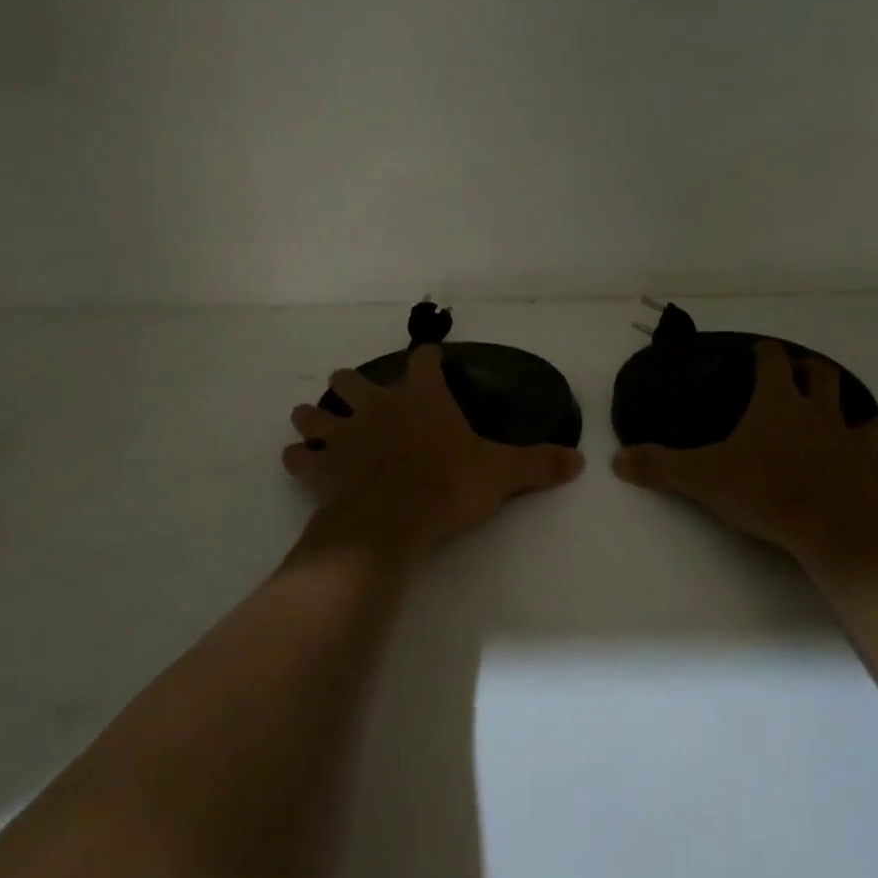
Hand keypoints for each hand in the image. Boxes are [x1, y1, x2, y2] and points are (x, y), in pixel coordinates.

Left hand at [284, 344, 584, 560]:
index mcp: (422, 400)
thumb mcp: (501, 474)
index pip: (424, 360)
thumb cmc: (447, 487)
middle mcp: (378, 407)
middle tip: (361, 398)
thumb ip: (538, 464)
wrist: (392, 520)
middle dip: (352, 384)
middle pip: (351, 379)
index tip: (430, 359)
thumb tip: (580, 460)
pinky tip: (302, 464)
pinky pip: (297, 456)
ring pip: (315, 412)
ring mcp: (343, 434)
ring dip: (315, 416)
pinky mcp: (320, 466)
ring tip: (317, 423)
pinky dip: (299, 458)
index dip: (427, 357)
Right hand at [613, 340, 877, 564]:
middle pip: (823, 376)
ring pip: (876, 417)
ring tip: (860, 420)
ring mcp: (855, 442)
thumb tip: (617, 460)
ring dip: (871, 415)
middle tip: (802, 377)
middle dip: (812, 371)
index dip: (764, 353)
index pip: (772, 361)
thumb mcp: (702, 479)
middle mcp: (820, 413)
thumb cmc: (764, 494)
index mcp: (778, 405)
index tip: (757, 354)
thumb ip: (660, 467)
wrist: (829, 532)